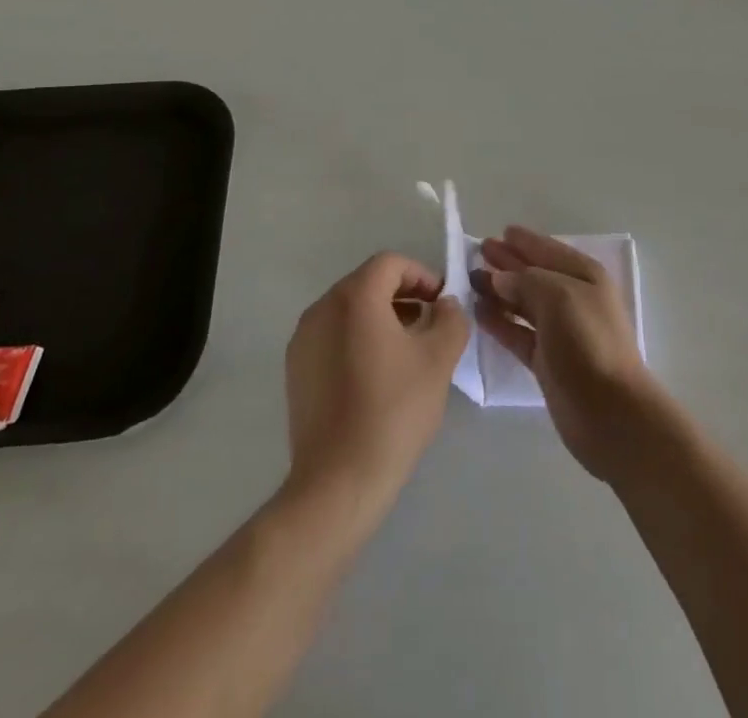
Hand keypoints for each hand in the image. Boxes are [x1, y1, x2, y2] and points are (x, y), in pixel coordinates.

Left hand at [284, 254, 468, 529]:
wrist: (338, 482)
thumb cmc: (393, 411)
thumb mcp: (438, 360)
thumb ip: (451, 319)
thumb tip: (446, 305)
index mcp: (354, 297)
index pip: (391, 264)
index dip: (422, 276)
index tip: (442, 304)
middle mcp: (322, 308)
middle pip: (368, 283)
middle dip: (403, 296)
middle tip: (430, 325)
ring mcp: (303, 339)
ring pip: (349, 311)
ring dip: (381, 318)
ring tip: (407, 351)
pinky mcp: (296, 369)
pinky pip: (332, 336)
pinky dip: (358, 340)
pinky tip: (377, 376)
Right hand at [473, 226, 662, 481]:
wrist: (609, 411)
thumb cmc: (587, 341)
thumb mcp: (558, 296)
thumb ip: (525, 280)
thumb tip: (498, 278)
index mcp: (584, 276)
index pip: (548, 250)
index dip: (525, 241)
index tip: (500, 231)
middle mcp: (573, 299)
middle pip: (534, 274)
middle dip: (508, 262)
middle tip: (478, 251)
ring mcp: (560, 331)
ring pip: (523, 302)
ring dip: (499, 290)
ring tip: (471, 279)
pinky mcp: (546, 360)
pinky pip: (517, 332)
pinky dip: (499, 321)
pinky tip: (479, 311)